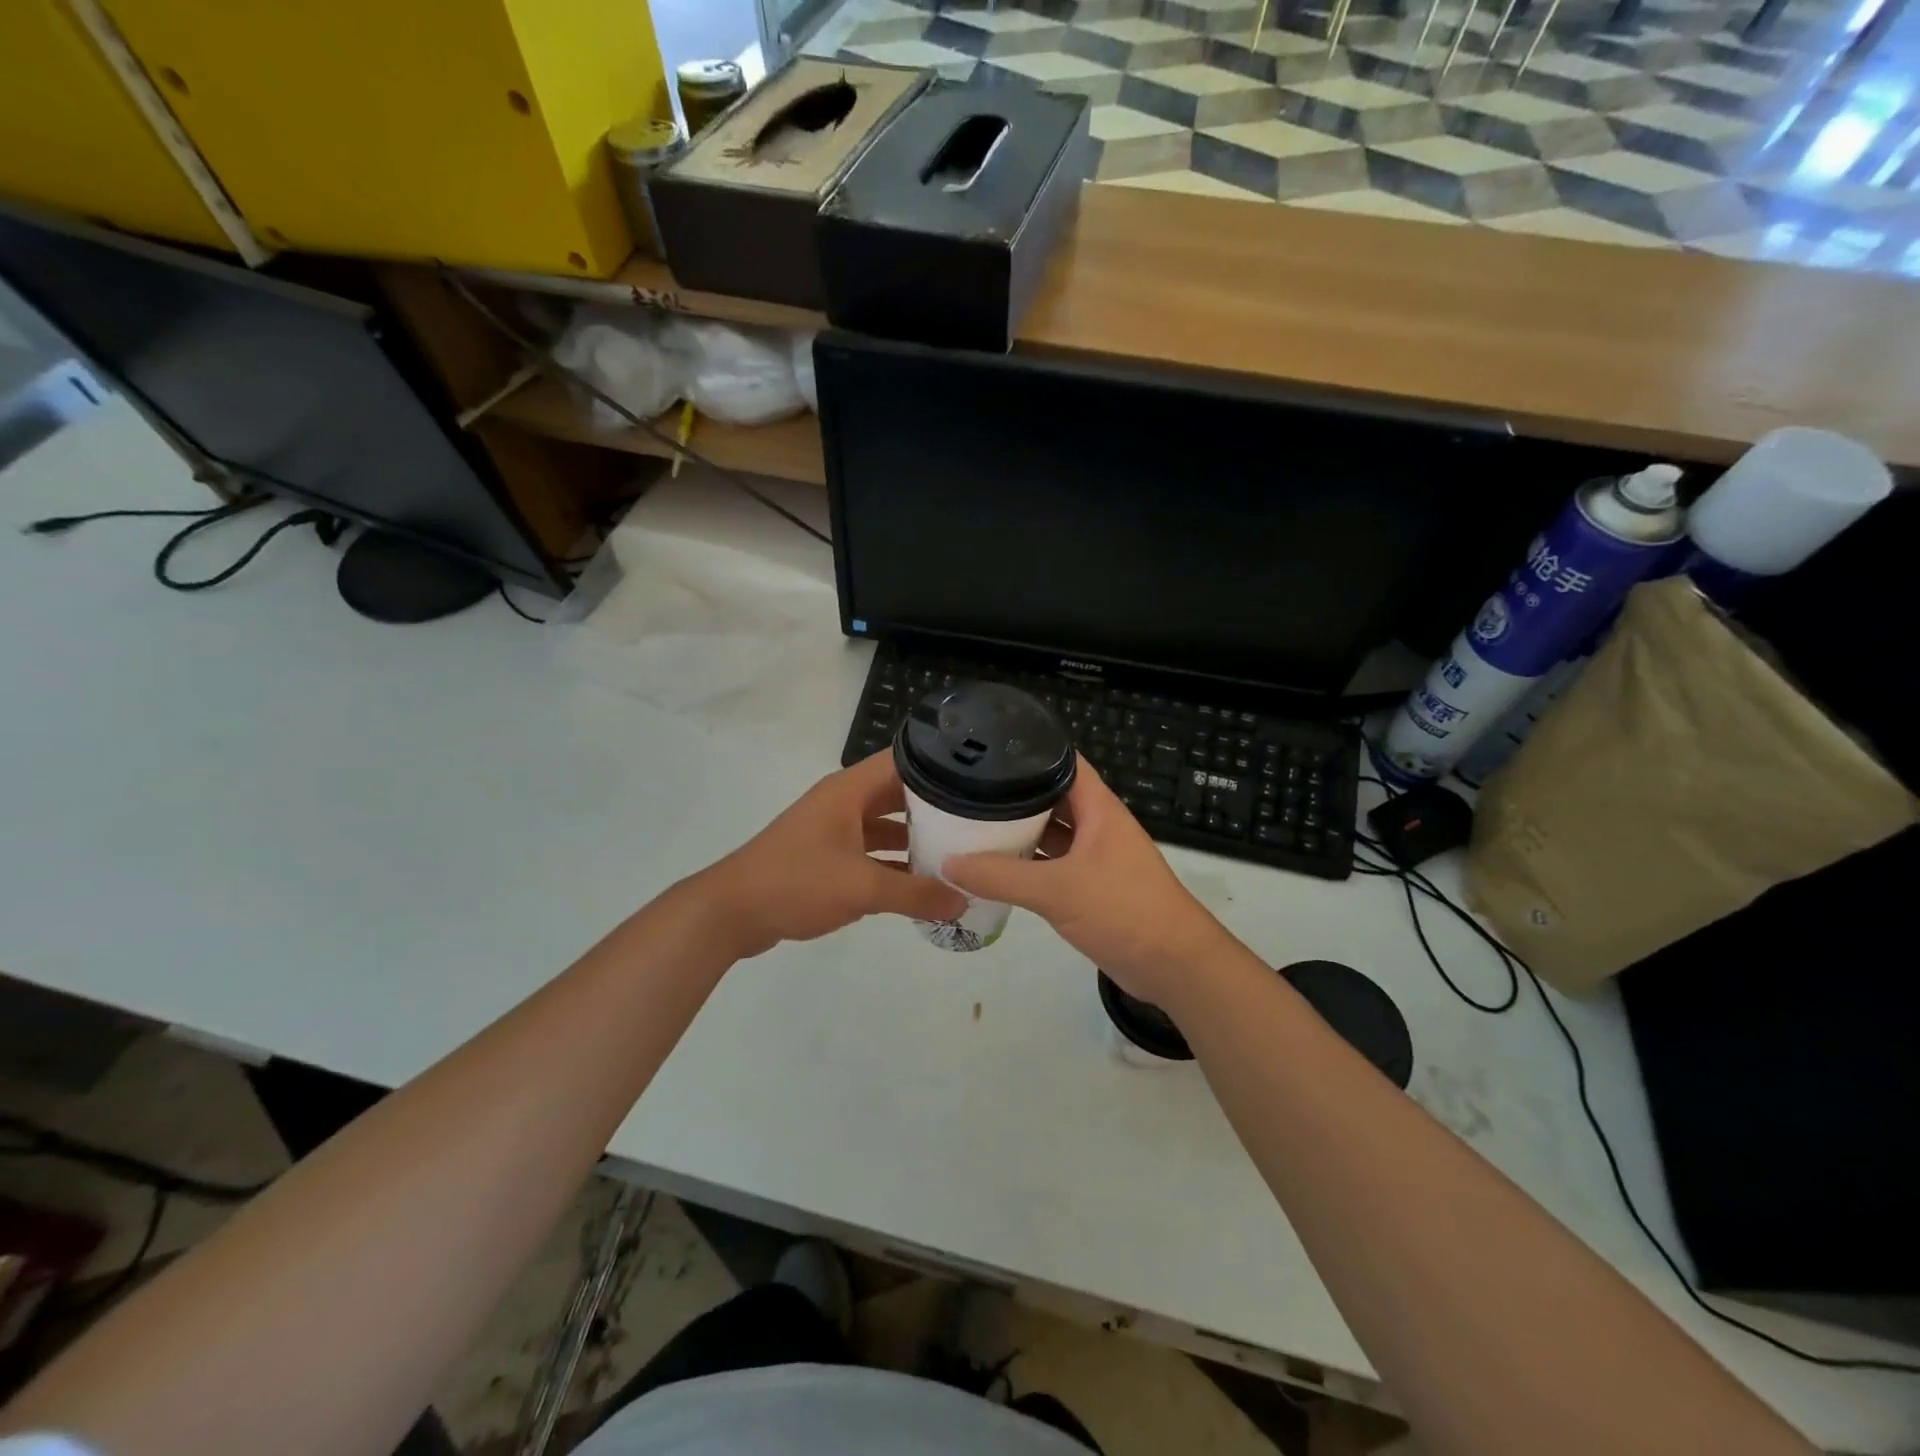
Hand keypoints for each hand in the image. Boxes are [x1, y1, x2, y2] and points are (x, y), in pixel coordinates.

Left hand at [694, 751, 965, 959]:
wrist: (731, 912)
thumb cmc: (796, 882)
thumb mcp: (862, 888)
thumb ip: (916, 894)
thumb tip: (964, 901)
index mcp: (849, 790)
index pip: (903, 761)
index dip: (941, 765)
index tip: (980, 778)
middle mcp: (844, 802)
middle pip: (898, 795)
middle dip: (936, 807)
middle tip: (980, 821)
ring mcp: (834, 830)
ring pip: (885, 826)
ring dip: (916, 839)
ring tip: (960, 852)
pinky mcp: (827, 857)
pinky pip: (871, 852)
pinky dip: (894, 864)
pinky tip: (923, 884)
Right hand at [943, 758, 1239, 1009]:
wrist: (1175, 965)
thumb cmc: (1123, 911)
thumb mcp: (1057, 890)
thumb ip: (1002, 877)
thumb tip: (949, 863)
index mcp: (1098, 808)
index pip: (1063, 762)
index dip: (1029, 751)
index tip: (986, 749)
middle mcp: (1097, 825)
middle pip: (1051, 797)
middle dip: (1014, 794)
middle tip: (966, 788)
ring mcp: (1095, 856)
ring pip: (1052, 832)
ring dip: (1020, 830)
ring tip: (972, 822)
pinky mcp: (1092, 886)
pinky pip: (1053, 863)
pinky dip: (1028, 863)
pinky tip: (996, 866)